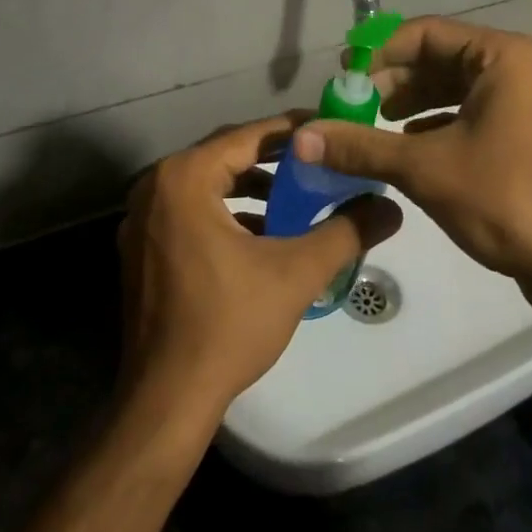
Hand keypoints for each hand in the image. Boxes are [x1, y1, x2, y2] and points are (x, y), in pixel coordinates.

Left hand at [117, 116, 403, 430]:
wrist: (165, 403)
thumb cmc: (227, 326)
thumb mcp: (296, 273)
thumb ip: (346, 231)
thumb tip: (391, 207)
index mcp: (184, 178)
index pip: (248, 135)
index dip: (293, 131)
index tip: (330, 128)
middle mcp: (155, 186)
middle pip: (226, 155)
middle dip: (275, 158)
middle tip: (319, 160)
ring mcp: (141, 218)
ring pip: (208, 183)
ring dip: (251, 186)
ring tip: (297, 196)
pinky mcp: (140, 247)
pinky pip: (191, 209)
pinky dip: (227, 211)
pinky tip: (262, 233)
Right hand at [290, 17, 531, 321]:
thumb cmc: (502, 199)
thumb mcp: (424, 168)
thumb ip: (361, 146)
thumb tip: (300, 138)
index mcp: (502, 56)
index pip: (426, 33)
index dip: (379, 52)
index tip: (344, 76)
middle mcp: (517, 67)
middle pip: (440, 57)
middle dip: (393, 79)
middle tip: (353, 104)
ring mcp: (524, 99)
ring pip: (453, 86)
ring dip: (411, 102)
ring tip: (373, 123)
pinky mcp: (524, 129)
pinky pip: (470, 109)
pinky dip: (435, 122)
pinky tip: (407, 145)